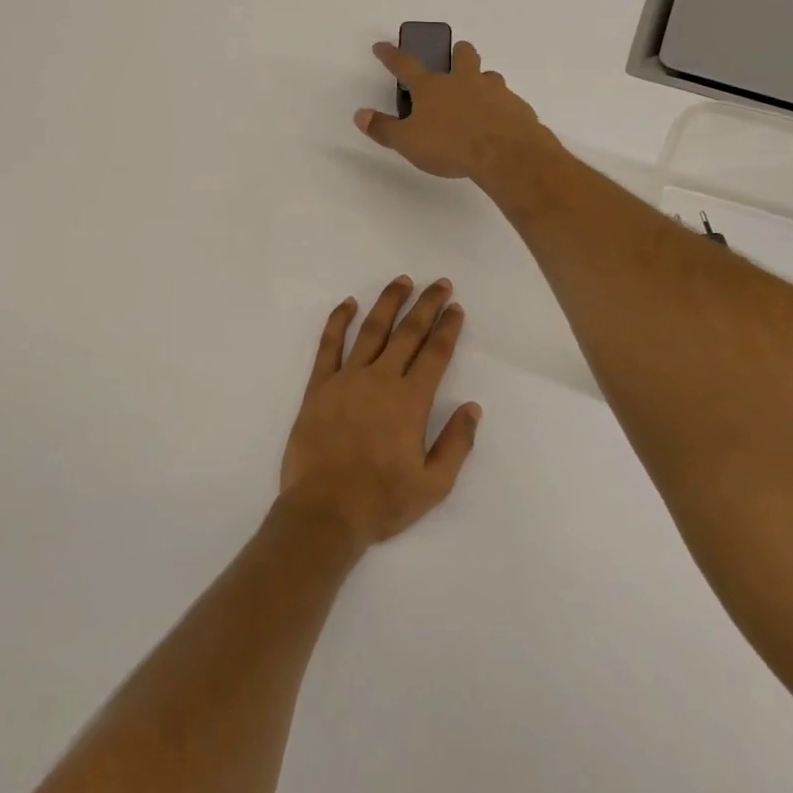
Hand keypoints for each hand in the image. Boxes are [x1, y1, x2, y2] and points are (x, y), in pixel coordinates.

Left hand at [280, 277, 483, 549]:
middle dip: (426, 305)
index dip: (448, 328)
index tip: (456, 308)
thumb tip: (473, 407)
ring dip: (388, 303)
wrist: (324, 510)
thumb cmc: (381, 501)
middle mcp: (380, 379)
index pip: (435, 353)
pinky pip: (329, 344)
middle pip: (408, 333)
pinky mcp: (319, 385)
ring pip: (371, 329)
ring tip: (402, 282)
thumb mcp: (433, 484)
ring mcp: (347, 378)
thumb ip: (456, 443)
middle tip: (439, 284)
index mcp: (410, 401)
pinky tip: (348, 304)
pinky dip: (338, 321)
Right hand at [355, 40, 551, 182]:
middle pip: (462, 56)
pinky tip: (499, 122)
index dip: (391, 55)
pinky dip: (500, 106)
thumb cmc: (450, 145)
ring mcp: (494, 91)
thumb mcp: (408, 142)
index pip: (405, 65)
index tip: (382, 46)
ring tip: (479, 92)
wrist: (505, 154)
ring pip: (489, 76)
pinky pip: (507, 101)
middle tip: (455, 54)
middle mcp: (464, 81)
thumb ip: (384, 128)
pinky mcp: (517, 107)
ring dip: (482, 79)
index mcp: (432, 87)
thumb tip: (360, 115)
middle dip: (457, 52)